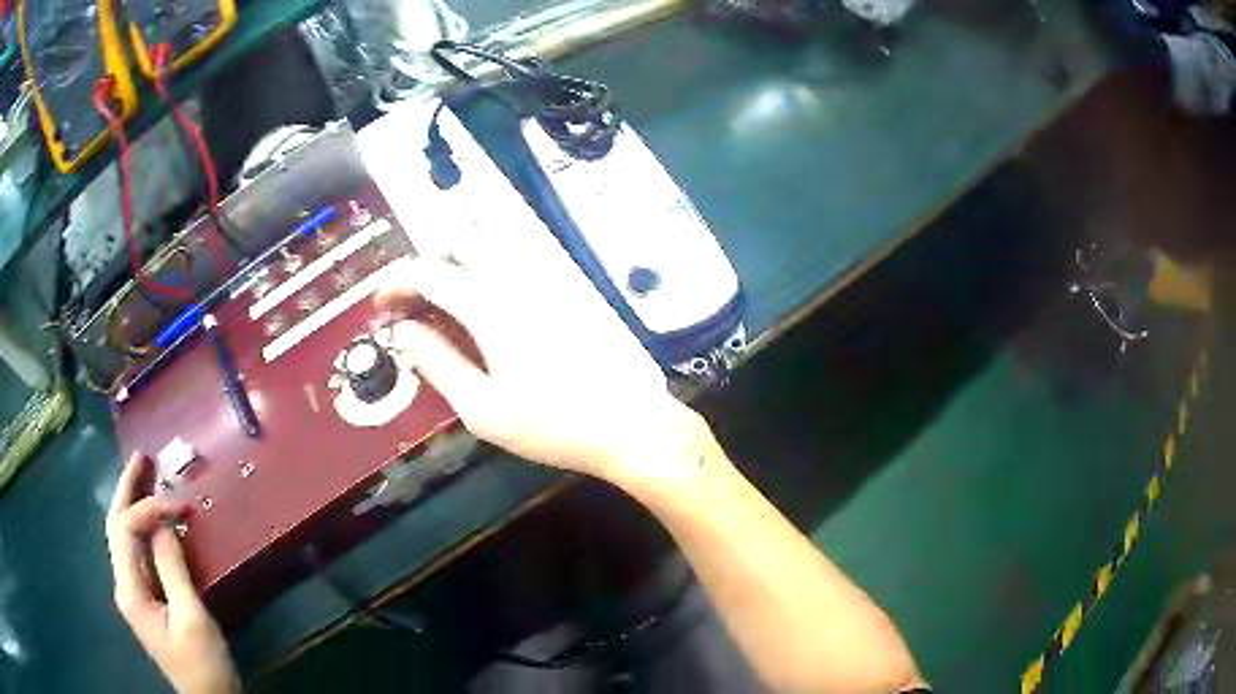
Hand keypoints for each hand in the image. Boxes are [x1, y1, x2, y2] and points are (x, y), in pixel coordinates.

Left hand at [106, 453, 238, 693]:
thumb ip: (173, 569)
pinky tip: (153, 518)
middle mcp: (124, 585)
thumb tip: (163, 523)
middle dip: (127, 490)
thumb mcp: (192, 619)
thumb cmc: (202, 665)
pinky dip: (143, 528)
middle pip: (116, 526)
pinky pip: (138, 553)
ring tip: (145, 475)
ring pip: (124, 536)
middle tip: (142, 457)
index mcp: (130, 590)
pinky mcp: (146, 599)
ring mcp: (133, 592)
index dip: (147, 510)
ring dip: (132, 503)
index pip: (125, 531)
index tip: (179, 507)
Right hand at [376, 255, 712, 485]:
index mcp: (490, 304)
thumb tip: (404, 332)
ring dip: (456, 264)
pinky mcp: (568, 289)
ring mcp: (548, 279)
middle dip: (426, 262)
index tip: (381, 304)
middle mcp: (518, 278)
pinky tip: (485, 313)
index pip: (428, 269)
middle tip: (412, 302)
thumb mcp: (481, 408)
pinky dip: (485, 273)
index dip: (395, 281)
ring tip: (443, 308)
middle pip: (460, 240)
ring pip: (490, 247)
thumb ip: (436, 363)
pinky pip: (515, 263)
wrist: (630, 424)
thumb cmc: (552, 424)